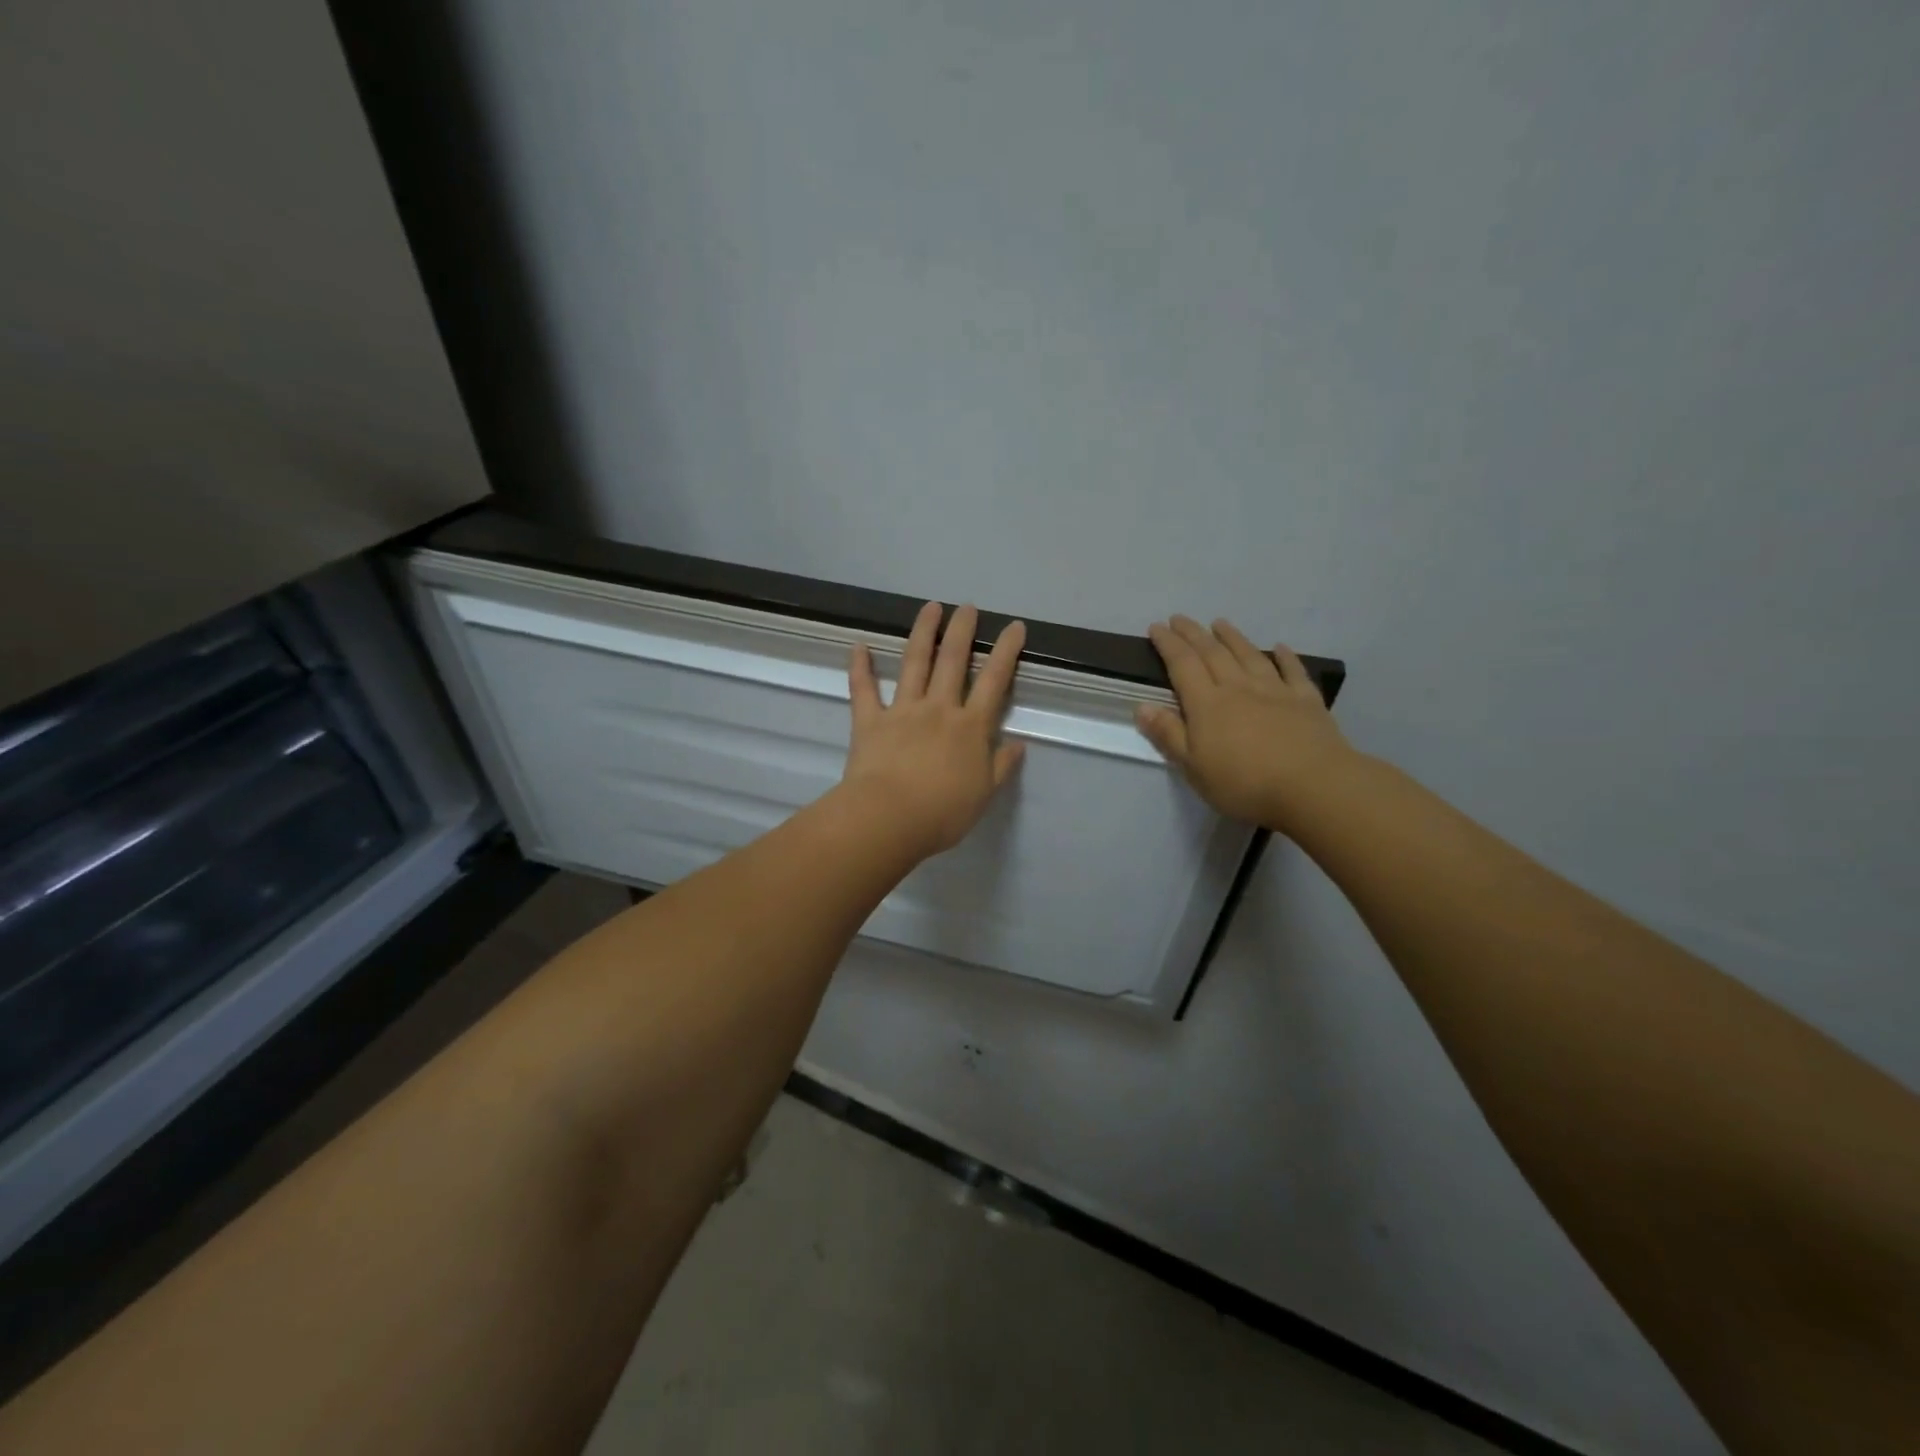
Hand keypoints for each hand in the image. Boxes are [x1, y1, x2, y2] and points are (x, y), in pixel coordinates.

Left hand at [840, 602, 1026, 858]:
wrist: (889, 819)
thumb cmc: (942, 813)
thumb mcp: (983, 794)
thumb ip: (1000, 766)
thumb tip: (1018, 744)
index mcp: (970, 728)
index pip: (994, 682)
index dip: (1005, 652)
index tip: (1014, 627)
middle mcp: (938, 709)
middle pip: (953, 661)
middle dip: (962, 631)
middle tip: (967, 607)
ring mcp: (902, 711)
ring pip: (914, 664)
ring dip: (923, 633)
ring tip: (930, 608)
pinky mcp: (870, 721)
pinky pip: (864, 689)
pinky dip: (860, 667)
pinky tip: (859, 645)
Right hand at [1136, 616, 1351, 829]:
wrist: (1313, 787)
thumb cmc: (1244, 783)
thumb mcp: (1193, 767)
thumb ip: (1168, 734)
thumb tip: (1142, 706)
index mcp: (1207, 704)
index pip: (1182, 665)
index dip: (1168, 644)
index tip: (1157, 627)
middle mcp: (1238, 688)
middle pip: (1213, 653)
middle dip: (1194, 634)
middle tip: (1180, 618)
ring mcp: (1275, 691)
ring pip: (1249, 655)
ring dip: (1232, 637)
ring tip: (1220, 623)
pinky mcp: (1306, 701)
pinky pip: (1293, 671)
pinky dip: (1285, 657)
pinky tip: (1280, 647)